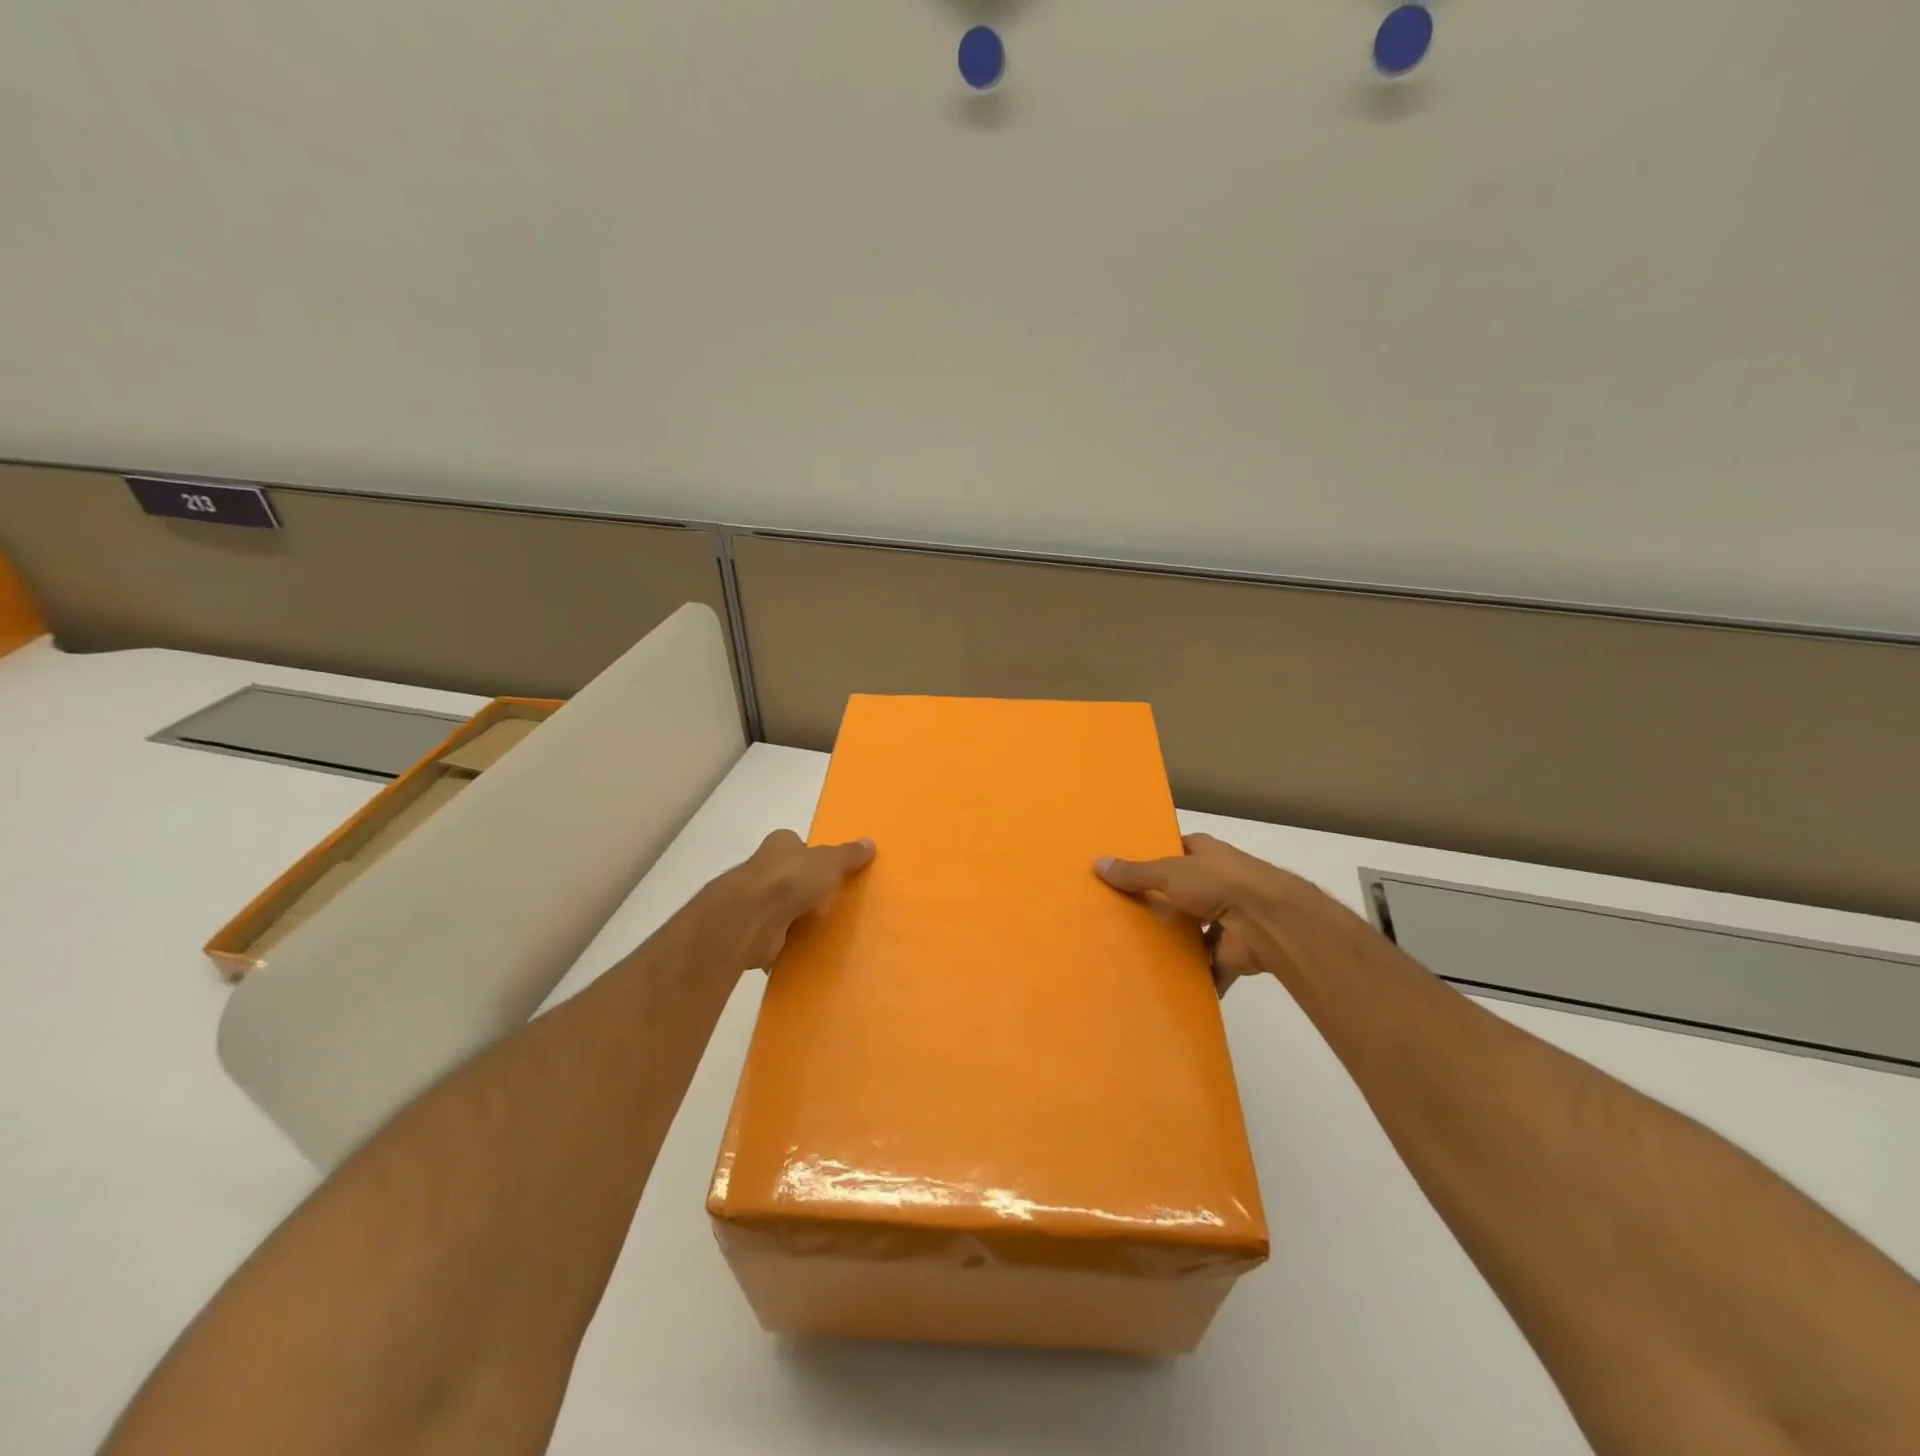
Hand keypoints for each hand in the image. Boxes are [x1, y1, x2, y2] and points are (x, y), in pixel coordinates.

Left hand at [695, 829, 875, 973]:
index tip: (831, 871)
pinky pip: (778, 936)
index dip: (812, 856)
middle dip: (808, 889)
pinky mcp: (755, 932)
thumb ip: (848, 855)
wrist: (752, 918)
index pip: (797, 845)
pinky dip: (790, 942)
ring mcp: (757, 902)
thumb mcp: (830, 862)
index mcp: (780, 845)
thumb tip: (870, 843)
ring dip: (799, 917)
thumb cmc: (791, 879)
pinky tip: (810, 949)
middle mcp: (764, 870)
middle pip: (791, 877)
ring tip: (828, 927)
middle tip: (836, 901)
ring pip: (784, 908)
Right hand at [1095, 832, 1337, 994]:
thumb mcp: (1168, 872)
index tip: (1126, 872)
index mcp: (1206, 854)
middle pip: (1182, 893)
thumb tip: (1097, 863)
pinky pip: (1207, 966)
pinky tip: (1166, 983)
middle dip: (1161, 904)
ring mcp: (1228, 918)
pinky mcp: (1232, 952)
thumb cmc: (1218, 883)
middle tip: (1122, 916)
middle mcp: (1218, 882)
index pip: (1177, 852)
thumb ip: (1135, 873)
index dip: (1155, 859)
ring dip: (1177, 942)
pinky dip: (1193, 976)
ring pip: (1194, 931)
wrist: (1267, 921)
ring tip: (1137, 952)